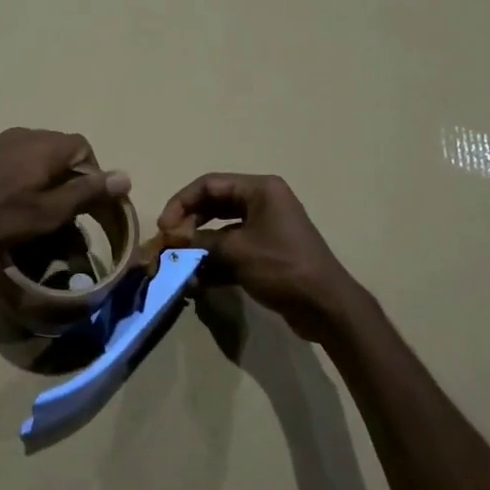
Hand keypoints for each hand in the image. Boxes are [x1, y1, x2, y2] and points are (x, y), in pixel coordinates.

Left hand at [0, 129, 131, 249]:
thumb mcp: (49, 210)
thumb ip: (86, 192)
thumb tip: (125, 176)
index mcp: (47, 145)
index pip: (83, 147)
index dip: (90, 173)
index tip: (83, 202)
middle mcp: (24, 134)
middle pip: (56, 149)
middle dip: (62, 176)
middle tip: (56, 208)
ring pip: (28, 154)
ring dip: (35, 176)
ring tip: (27, 207)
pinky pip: (5, 160)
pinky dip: (11, 176)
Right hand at [156, 174, 360, 339]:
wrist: (325, 306)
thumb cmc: (282, 267)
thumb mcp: (236, 251)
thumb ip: (200, 241)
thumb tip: (172, 242)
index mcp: (260, 190)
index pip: (209, 184)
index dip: (181, 203)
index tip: (164, 228)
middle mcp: (262, 202)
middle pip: (213, 204)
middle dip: (188, 224)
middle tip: (170, 245)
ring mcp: (265, 228)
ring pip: (220, 230)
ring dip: (199, 246)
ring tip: (179, 265)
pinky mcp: (266, 253)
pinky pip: (232, 250)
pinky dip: (214, 262)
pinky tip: (196, 281)